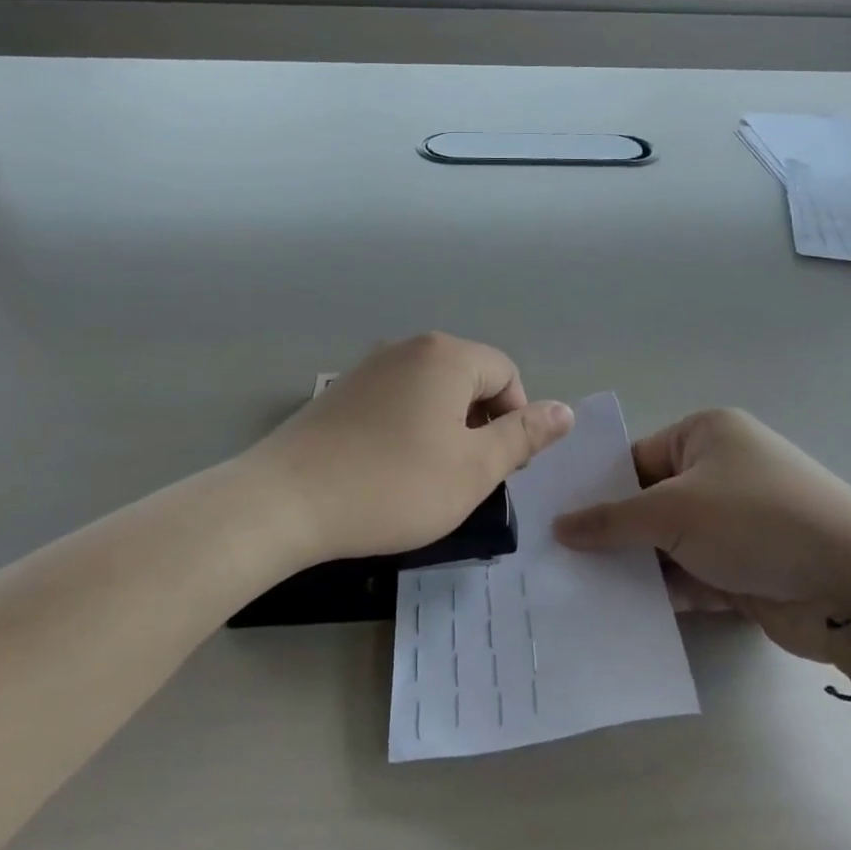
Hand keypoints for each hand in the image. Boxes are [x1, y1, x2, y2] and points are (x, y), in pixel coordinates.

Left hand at [245, 333, 572, 566]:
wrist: (286, 501)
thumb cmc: (394, 485)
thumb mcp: (474, 469)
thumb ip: (524, 436)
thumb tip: (564, 411)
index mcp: (446, 355)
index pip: (506, 373)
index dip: (515, 420)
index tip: (500, 467)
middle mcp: (408, 348)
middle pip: (468, 378)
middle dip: (480, 424)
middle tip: (467, 476)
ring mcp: (368, 366)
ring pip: (431, 392)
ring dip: (445, 429)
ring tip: (429, 477)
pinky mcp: (341, 392)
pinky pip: (395, 401)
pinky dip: (408, 429)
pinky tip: (389, 469)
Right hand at [552, 408, 850, 664]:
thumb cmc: (755, 521)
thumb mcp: (673, 511)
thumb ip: (612, 521)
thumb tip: (559, 526)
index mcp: (706, 435)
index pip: (636, 457)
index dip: (596, 488)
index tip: (554, 519)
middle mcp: (720, 472)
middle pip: (649, 502)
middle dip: (611, 532)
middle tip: (556, 558)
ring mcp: (735, 524)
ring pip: (668, 543)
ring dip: (634, 566)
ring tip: (575, 589)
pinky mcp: (745, 569)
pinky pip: (690, 575)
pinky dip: (663, 592)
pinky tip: (619, 613)